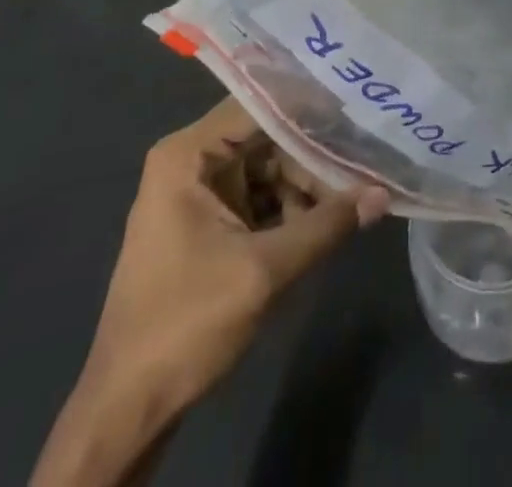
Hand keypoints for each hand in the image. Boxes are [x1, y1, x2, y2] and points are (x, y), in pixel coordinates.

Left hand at [32, 99, 387, 486]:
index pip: (258, 105)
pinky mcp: (210, 223)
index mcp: (188, 155)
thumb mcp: (263, 271)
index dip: (308, 105)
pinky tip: (331, 217)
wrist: (128, 409)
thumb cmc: (185, 324)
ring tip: (358, 191)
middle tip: (368, 153)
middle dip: (314, 152)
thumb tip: (382, 194)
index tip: (357, 103)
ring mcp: (200, 193)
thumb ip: (325, 225)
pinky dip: (292, 207)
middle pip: (267, 137)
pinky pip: (260, 197)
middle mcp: (192, 161)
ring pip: (268, 168)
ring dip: (308, 184)